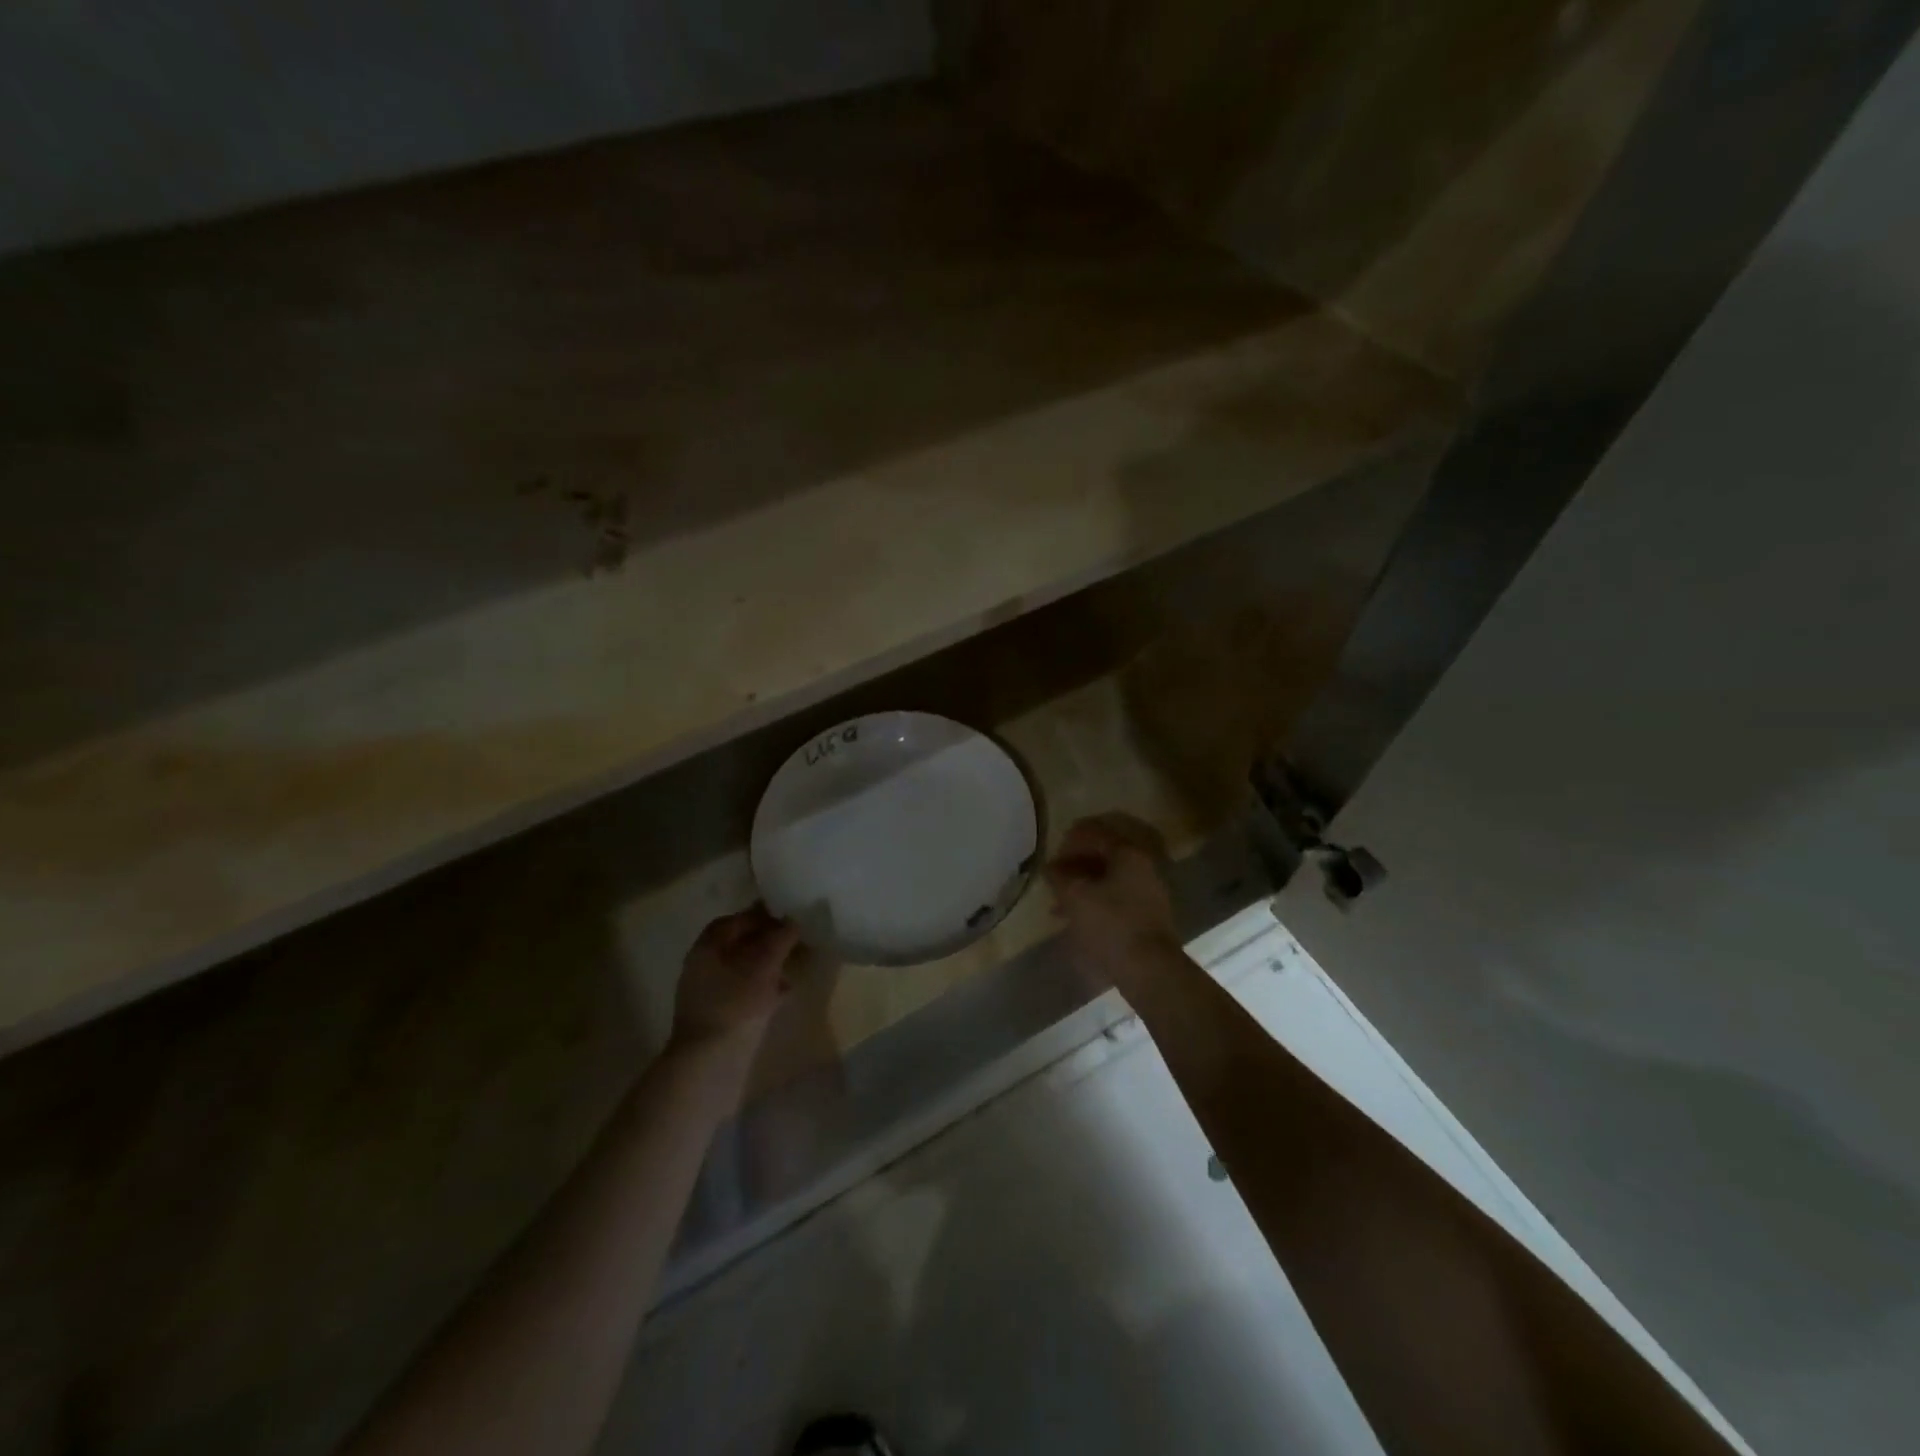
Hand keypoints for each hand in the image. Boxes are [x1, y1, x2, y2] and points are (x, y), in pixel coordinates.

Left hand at [670, 906, 799, 1059]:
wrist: (710, 1065)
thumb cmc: (735, 1005)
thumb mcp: (763, 965)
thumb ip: (780, 939)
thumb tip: (793, 921)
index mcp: (707, 948)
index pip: (735, 921)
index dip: (761, 916)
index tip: (787, 917)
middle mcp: (703, 967)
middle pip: (739, 945)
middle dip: (768, 941)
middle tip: (796, 941)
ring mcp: (709, 994)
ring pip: (743, 969)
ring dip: (769, 965)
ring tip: (795, 966)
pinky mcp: (719, 1017)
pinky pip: (744, 992)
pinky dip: (764, 988)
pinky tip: (784, 993)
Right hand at [1045, 813, 1179, 989]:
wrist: (1149, 969)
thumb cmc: (1110, 925)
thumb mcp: (1075, 897)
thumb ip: (1059, 877)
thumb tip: (1050, 868)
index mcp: (1128, 852)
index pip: (1094, 832)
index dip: (1068, 843)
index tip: (1051, 859)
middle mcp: (1143, 863)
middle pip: (1103, 852)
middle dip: (1075, 863)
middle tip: (1055, 877)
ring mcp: (1148, 887)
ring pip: (1109, 874)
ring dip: (1083, 882)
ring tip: (1059, 902)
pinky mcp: (1148, 910)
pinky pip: (1116, 893)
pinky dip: (1095, 897)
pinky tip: (1077, 915)